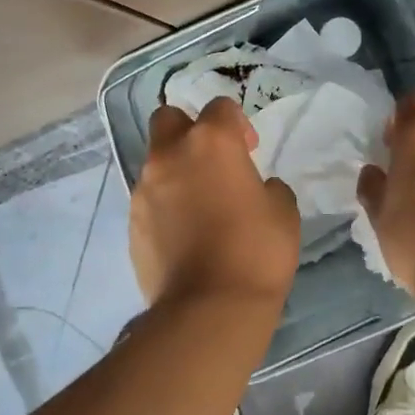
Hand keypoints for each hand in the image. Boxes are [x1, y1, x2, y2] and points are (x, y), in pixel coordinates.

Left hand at [130, 97, 300, 306]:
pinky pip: (149, 199)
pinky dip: (165, 205)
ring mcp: (144, 189)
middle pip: (168, 118)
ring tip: (200, 205)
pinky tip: (185, 233)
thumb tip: (258, 188)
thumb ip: (268, 188)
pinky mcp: (131, 222)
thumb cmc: (257, 251)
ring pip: (155, 161)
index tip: (249, 149)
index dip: (236, 123)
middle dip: (188, 130)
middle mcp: (170, 155)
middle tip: (213, 161)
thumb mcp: (283, 212)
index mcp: (211, 142)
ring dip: (176, 171)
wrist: (209, 307)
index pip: (219, 107)